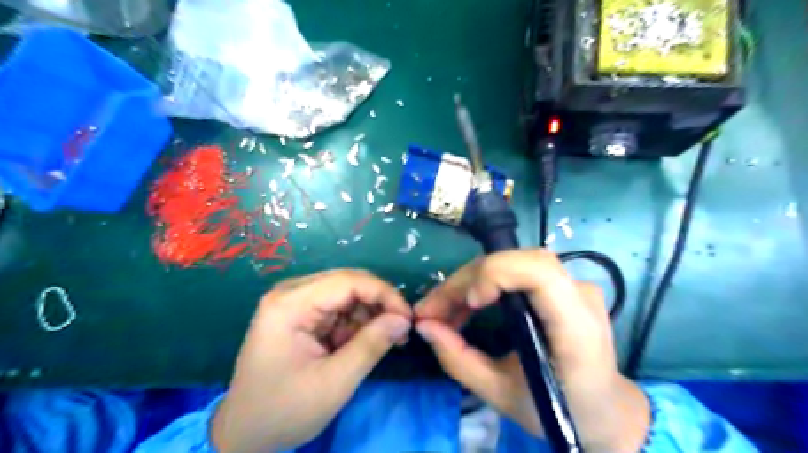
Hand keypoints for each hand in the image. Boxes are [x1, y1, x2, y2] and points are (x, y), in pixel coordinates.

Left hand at [208, 271, 411, 450]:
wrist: (245, 435)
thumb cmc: (284, 411)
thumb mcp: (334, 382)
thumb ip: (371, 345)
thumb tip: (403, 319)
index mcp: (290, 304)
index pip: (348, 281)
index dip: (384, 294)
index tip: (408, 318)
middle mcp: (291, 294)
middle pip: (348, 283)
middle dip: (379, 304)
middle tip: (401, 330)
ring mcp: (294, 303)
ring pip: (346, 295)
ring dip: (370, 315)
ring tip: (388, 341)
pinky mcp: (300, 315)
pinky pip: (338, 309)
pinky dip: (357, 324)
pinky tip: (366, 342)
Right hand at [413, 249, 647, 450]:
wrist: (604, 408)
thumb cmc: (559, 410)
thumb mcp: (501, 394)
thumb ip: (459, 360)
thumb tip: (423, 326)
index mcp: (575, 328)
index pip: (539, 271)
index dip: (496, 274)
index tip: (469, 303)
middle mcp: (579, 295)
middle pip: (516, 262)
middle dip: (466, 281)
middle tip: (432, 310)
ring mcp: (573, 285)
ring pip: (512, 262)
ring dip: (471, 280)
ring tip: (443, 310)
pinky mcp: (562, 285)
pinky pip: (516, 271)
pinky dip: (484, 283)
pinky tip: (466, 306)